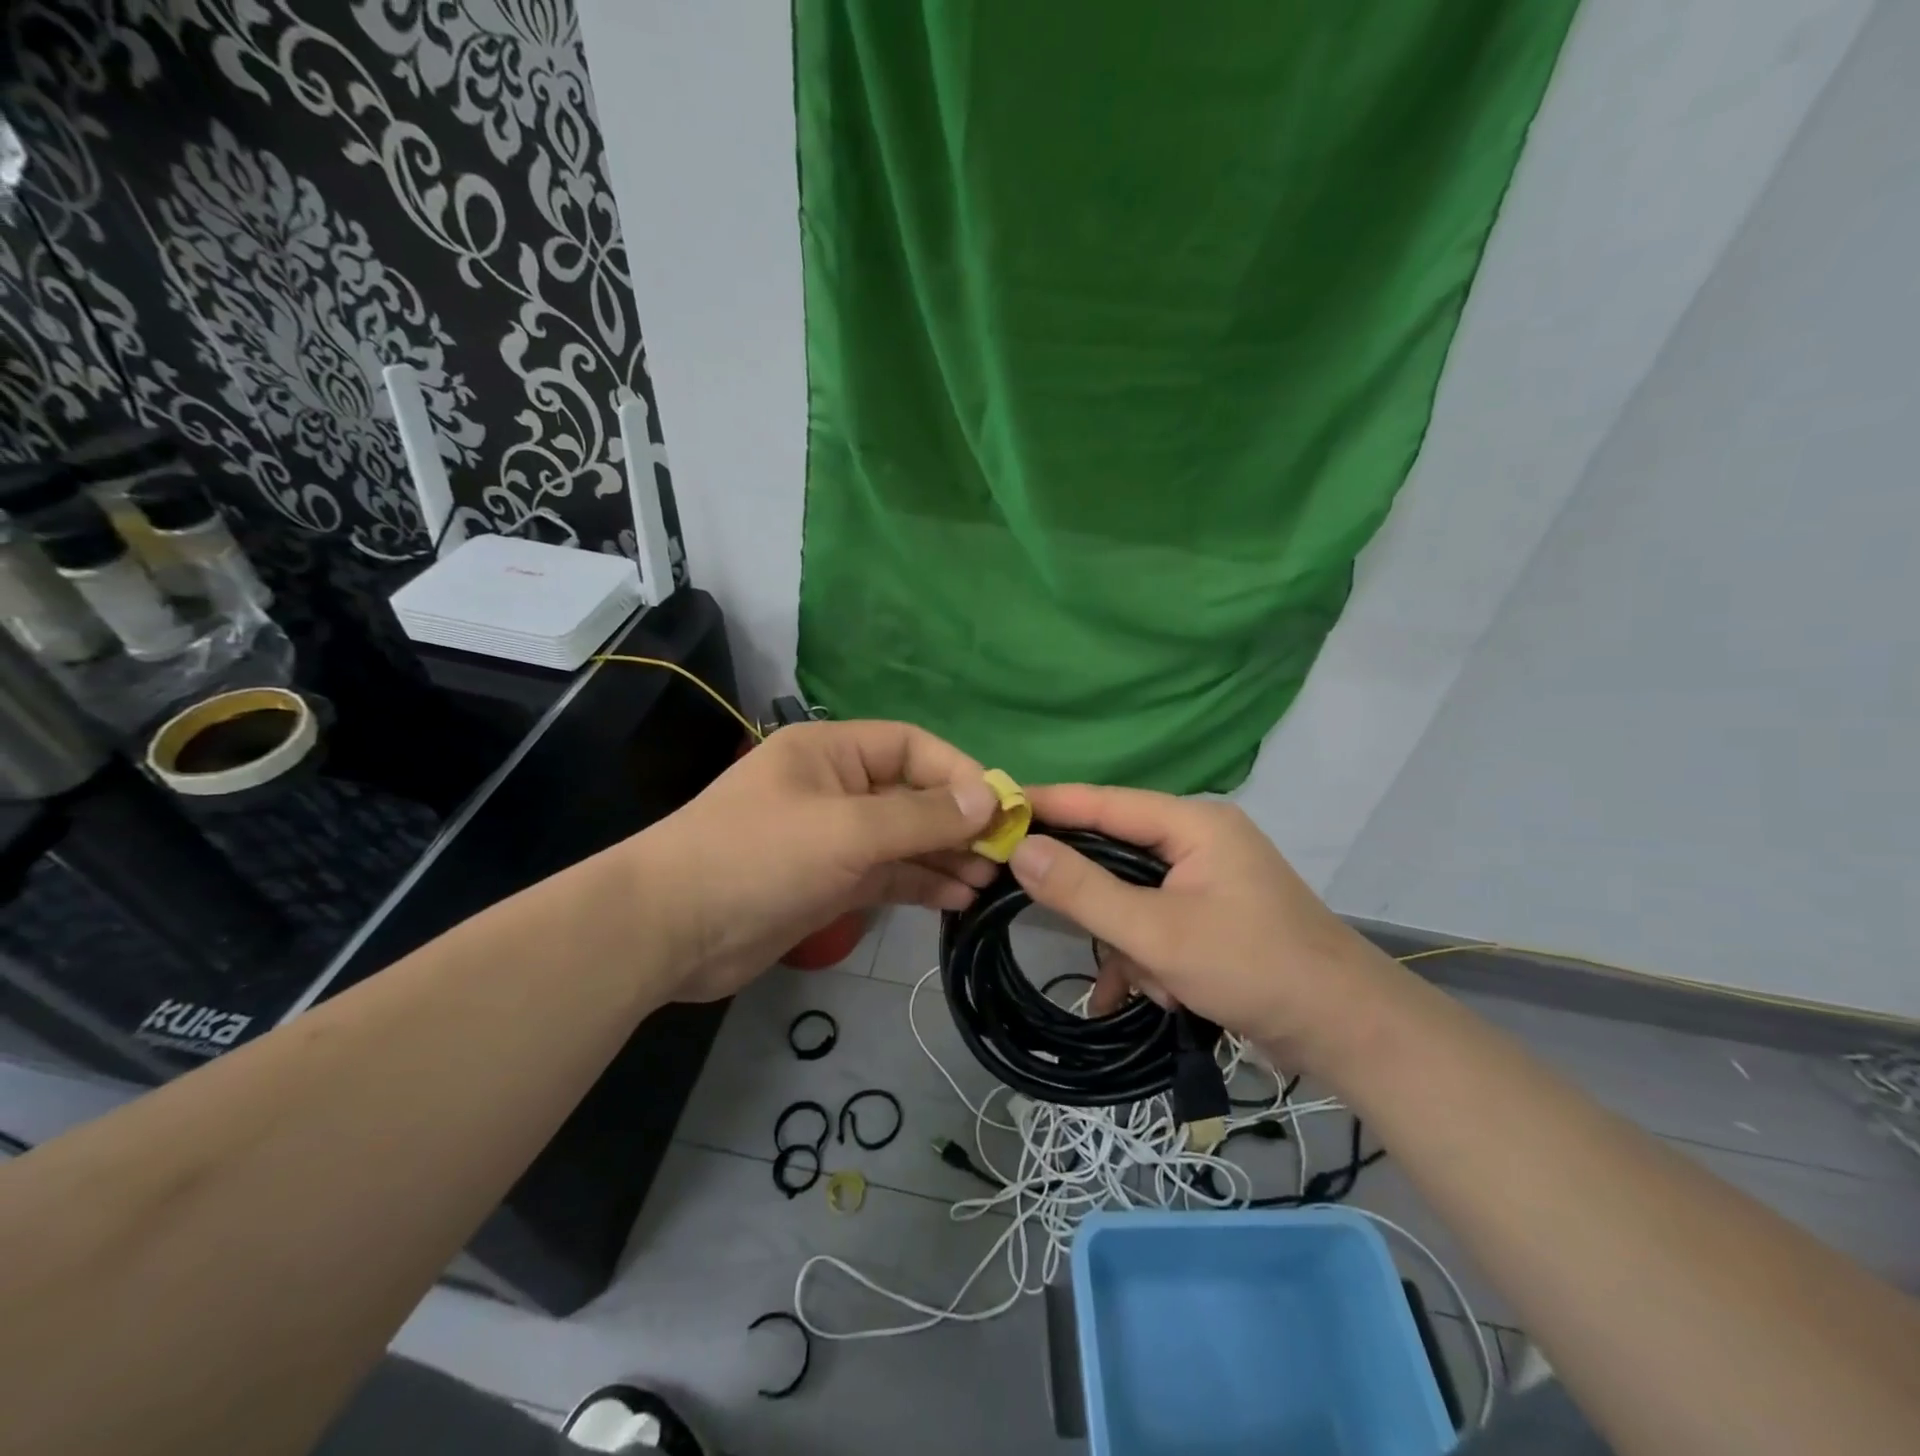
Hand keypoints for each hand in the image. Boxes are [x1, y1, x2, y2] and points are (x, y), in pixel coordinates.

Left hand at [636, 720, 999, 1000]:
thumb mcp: (847, 830)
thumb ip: (920, 816)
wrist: (670, 931)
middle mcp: (836, 788)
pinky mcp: (830, 883)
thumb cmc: (759, 857)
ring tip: (990, 881)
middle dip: (957, 822)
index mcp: (832, 753)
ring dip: (946, 856)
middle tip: (1004, 854)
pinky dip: (922, 883)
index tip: (999, 808)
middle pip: (912, 794)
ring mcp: (833, 839)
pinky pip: (888, 875)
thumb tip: (988, 800)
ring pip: (904, 840)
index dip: (958, 772)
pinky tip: (958, 898)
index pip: (911, 746)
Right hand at [1007, 784, 1394, 1061]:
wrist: (1349, 1031)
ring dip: (1130, 944)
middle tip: (1055, 917)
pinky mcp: (1212, 915)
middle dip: (1098, 904)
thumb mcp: (1157, 933)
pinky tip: (1148, 997)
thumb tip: (1020, 849)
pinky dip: (1147, 957)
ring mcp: (1207, 879)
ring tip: (1150, 983)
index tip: (995, 811)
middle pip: (1115, 853)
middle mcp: (1198, 840)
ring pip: (1132, 897)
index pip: (1102, 802)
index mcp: (1192, 823)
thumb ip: (1084, 890)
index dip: (1047, 805)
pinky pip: (1156, 922)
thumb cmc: (1253, 967)